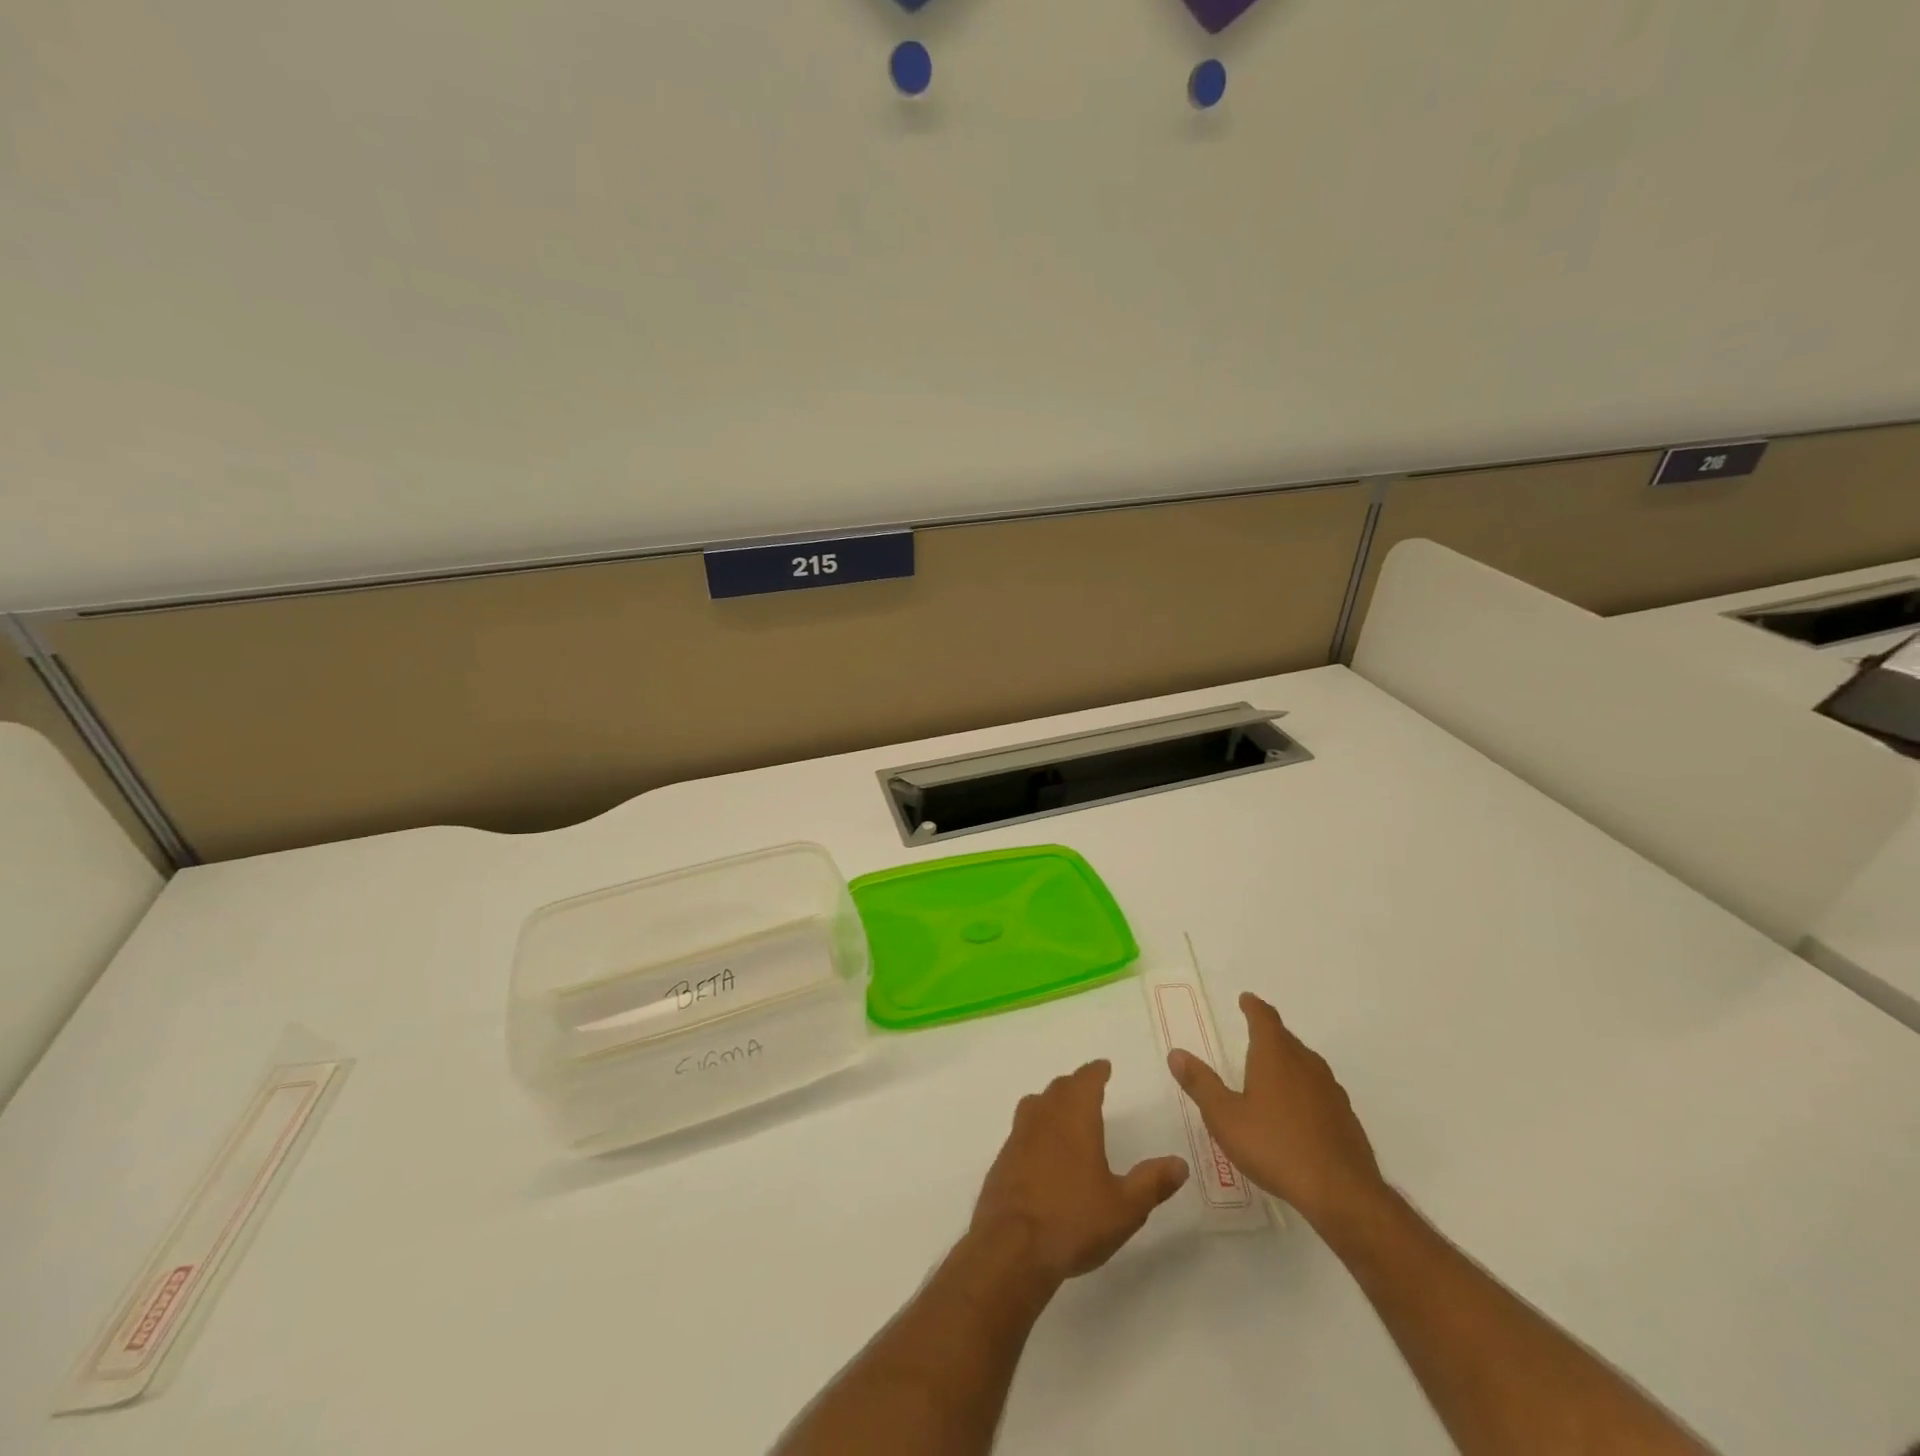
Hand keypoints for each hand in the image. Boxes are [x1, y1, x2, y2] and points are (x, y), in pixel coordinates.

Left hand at [971, 1060, 1189, 1286]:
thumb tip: (1180, 1163)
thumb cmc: (1074, 1219)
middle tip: (1088, 1087)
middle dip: (1075, 1084)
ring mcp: (1018, 1137)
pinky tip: (1042, 1151)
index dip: (1096, 1072)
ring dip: (1051, 1101)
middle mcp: (1044, 1117)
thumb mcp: (1125, 1207)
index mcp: (1074, 1117)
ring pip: (1036, 1105)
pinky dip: (1035, 1129)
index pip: (1086, 1081)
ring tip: (1063, 1111)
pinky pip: (1022, 1131)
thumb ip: (1152, 1182)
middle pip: (1059, 1089)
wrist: (1012, 1247)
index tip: (1103, 1066)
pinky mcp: (1003, 1160)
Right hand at [1168, 993, 1386, 1233]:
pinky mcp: (1345, 1117)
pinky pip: (1319, 1090)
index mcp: (1275, 1056)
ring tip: (1273, 1071)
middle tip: (1254, 1034)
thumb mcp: (1225, 1117)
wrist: (1342, 1193)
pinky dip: (1304, 1089)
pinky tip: (1297, 1111)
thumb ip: (1200, 1084)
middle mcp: (1306, 1064)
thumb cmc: (1275, 1147)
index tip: (1246, 999)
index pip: (1264, 1018)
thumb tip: (1176, 1053)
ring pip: (1306, 1063)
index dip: (1253, 1006)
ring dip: (1288, 1060)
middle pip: (1286, 1038)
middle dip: (1269, 1033)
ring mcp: (1330, 1091)